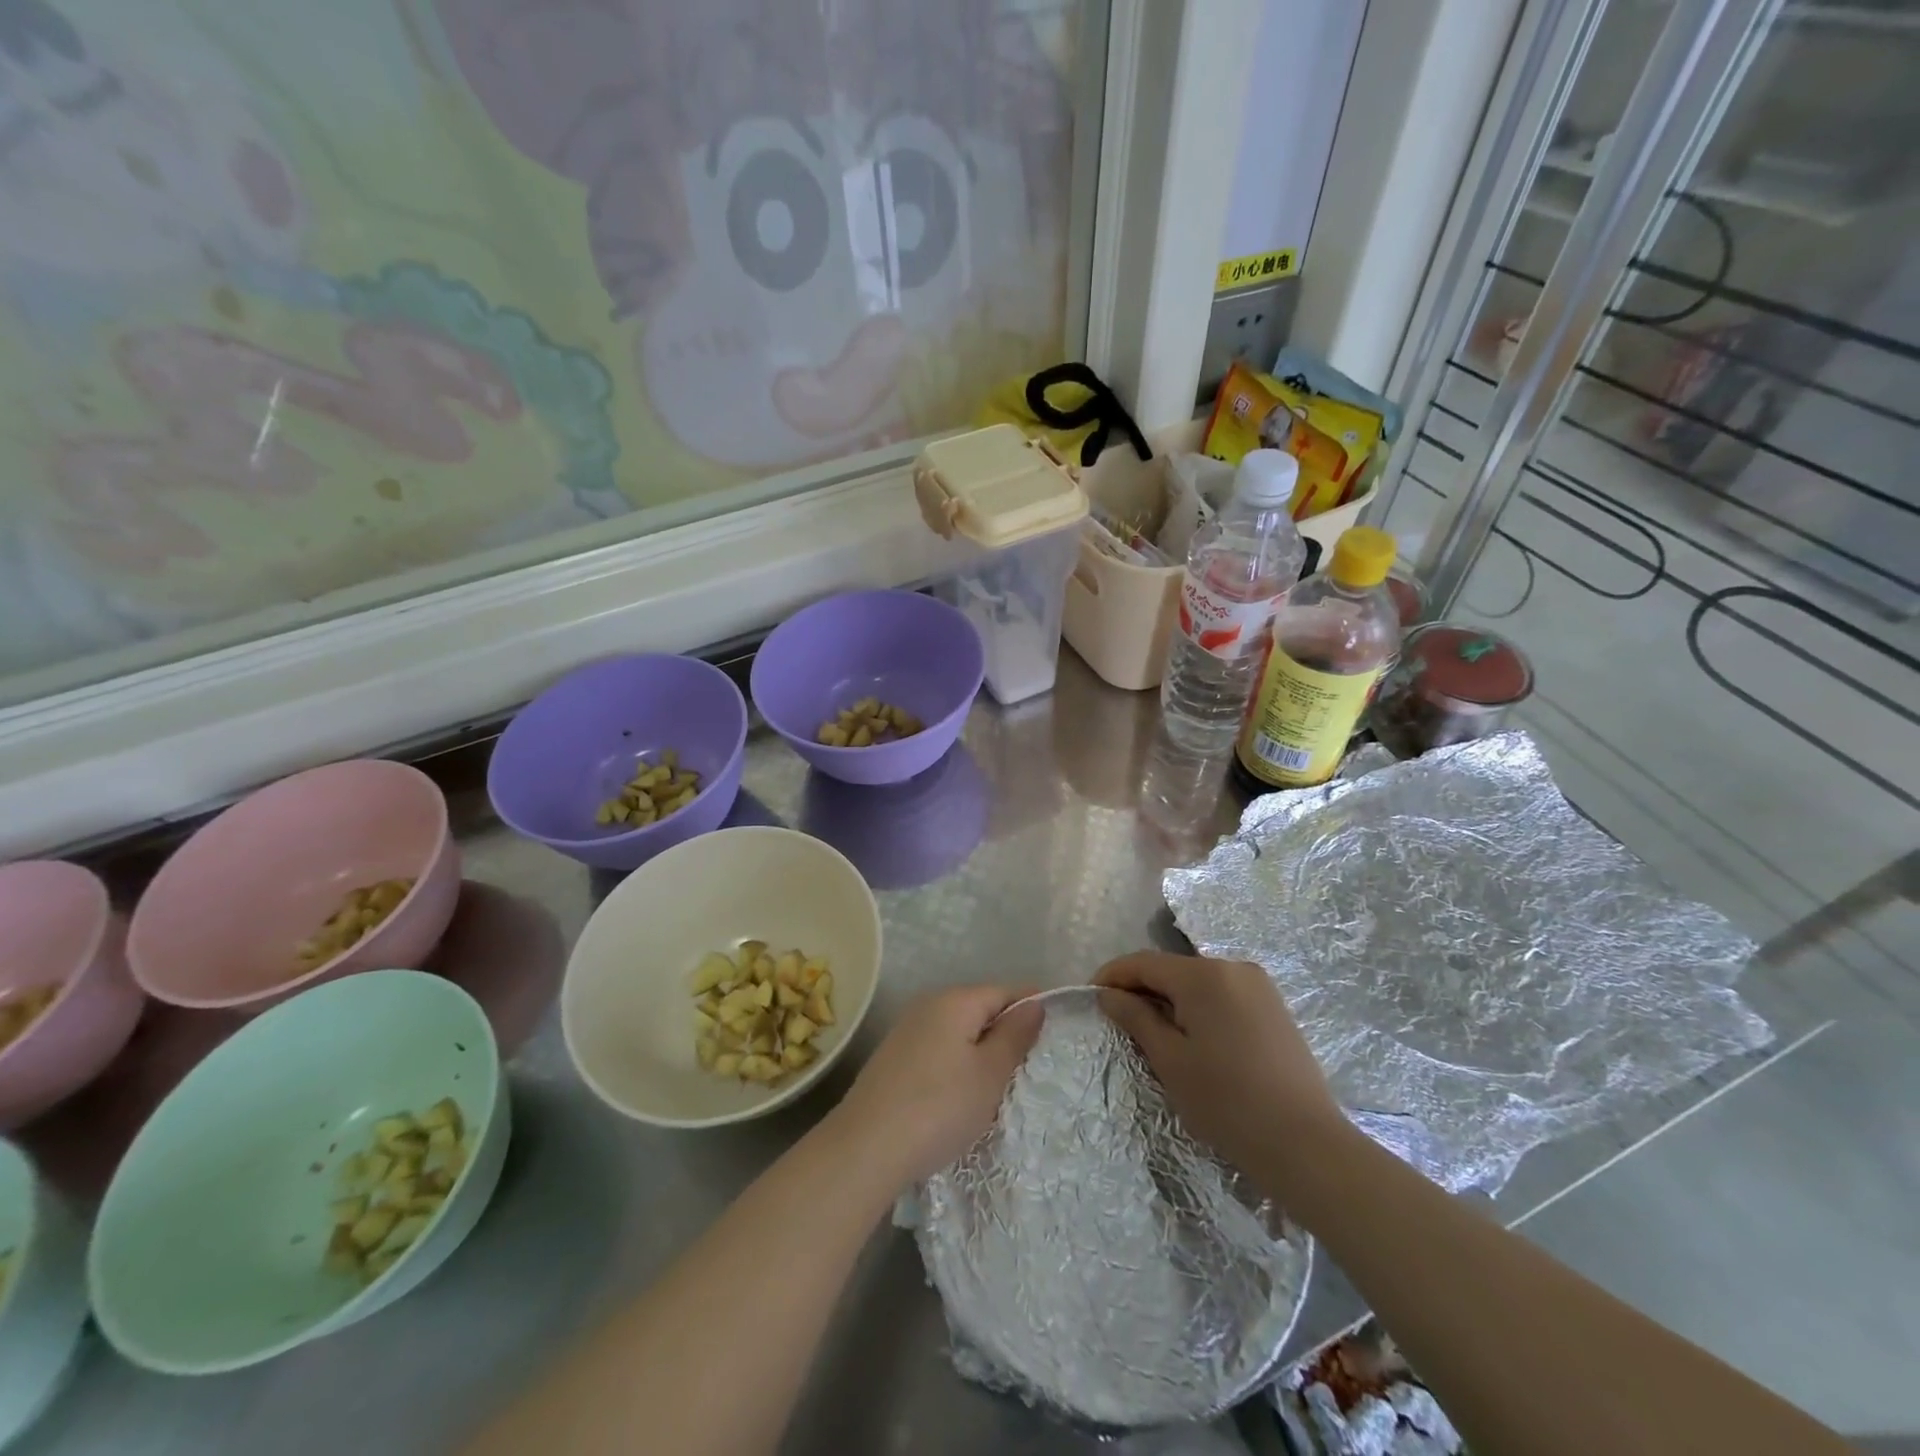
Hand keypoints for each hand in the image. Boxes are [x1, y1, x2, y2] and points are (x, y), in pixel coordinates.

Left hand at [832, 986, 1043, 1185]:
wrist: (866, 1148)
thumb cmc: (940, 1107)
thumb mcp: (989, 1074)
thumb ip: (1014, 1035)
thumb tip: (1034, 1004)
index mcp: (955, 1000)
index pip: (1005, 991)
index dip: (1032, 1007)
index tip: (1055, 1033)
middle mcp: (928, 1004)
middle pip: (980, 1008)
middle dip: (1006, 1032)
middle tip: (1030, 1067)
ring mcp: (907, 1030)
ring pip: (958, 1031)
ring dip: (981, 1051)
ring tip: (999, 1086)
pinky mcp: (893, 1058)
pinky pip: (938, 1049)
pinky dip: (956, 1064)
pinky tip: (960, 1095)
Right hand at [1094, 952, 1346, 1185]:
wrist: (1306, 1145)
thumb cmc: (1228, 1103)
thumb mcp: (1170, 1061)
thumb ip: (1136, 1018)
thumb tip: (1108, 994)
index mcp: (1204, 975)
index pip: (1143, 962)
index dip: (1112, 975)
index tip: (1090, 996)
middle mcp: (1232, 967)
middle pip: (1172, 969)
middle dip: (1141, 989)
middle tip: (1118, 1020)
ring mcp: (1258, 985)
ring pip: (1197, 982)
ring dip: (1170, 999)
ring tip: (1152, 1033)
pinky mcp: (1273, 1006)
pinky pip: (1222, 994)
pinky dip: (1198, 1007)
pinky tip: (1192, 1038)